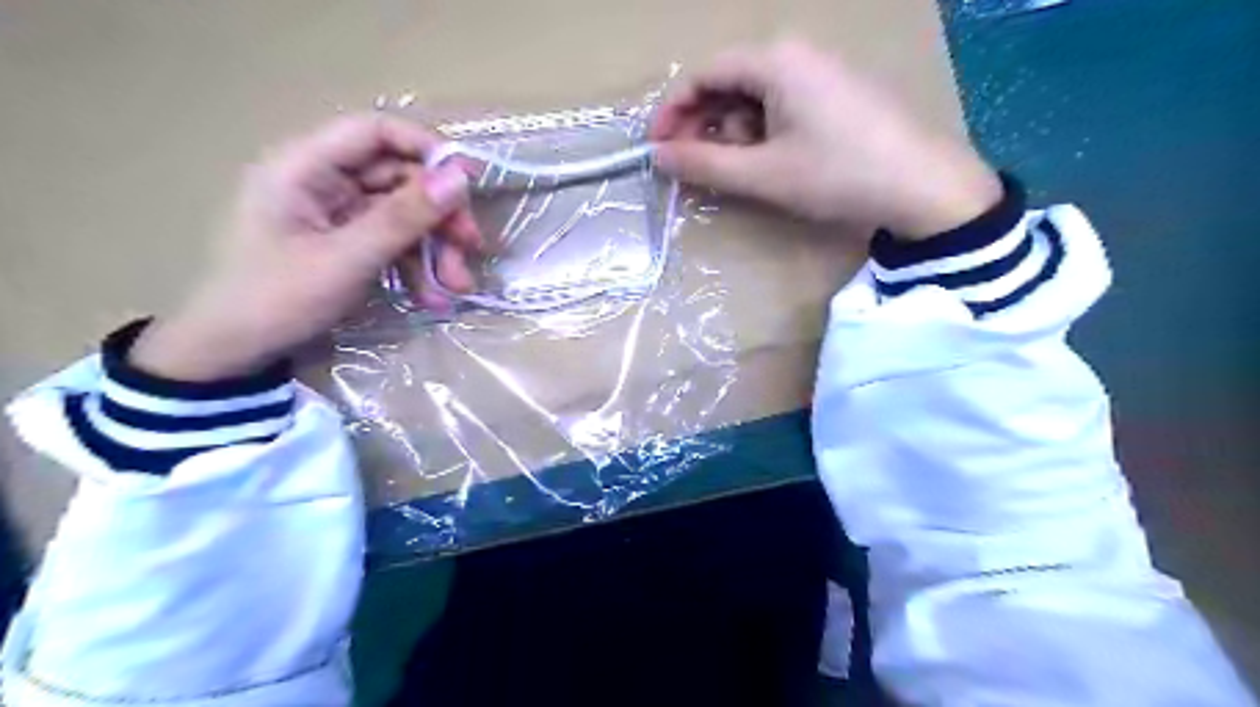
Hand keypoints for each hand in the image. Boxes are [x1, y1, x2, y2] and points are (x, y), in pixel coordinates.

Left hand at [129, 113, 480, 380]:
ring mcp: (336, 214)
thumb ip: (403, 217)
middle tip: (471, 248)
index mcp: (303, 167)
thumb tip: (459, 179)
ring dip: (436, 248)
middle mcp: (322, 181)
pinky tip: (432, 298)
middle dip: (439, 215)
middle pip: (398, 178)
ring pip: (403, 214)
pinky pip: (394, 242)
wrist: (233, 353)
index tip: (471, 180)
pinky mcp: (346, 242)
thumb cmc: (276, 300)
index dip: (426, 148)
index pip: (375, 132)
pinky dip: (417, 267)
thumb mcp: (346, 259)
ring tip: (456, 287)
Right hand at [648, 39, 1005, 237]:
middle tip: (693, 166)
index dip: (673, 111)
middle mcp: (796, 54)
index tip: (657, 149)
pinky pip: (782, 106)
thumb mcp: (763, 174)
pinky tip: (769, 163)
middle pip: (728, 83)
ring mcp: (820, 72)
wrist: (923, 187)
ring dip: (734, 134)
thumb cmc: (837, 175)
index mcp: (776, 61)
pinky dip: (762, 134)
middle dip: (704, 125)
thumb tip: (658, 156)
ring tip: (738, 172)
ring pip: (755, 97)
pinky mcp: (836, 94)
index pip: (703, 74)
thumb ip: (704, 163)